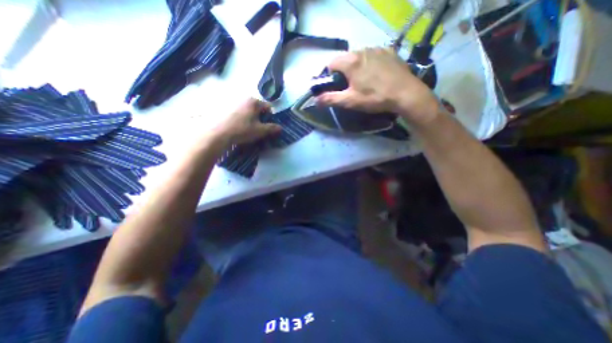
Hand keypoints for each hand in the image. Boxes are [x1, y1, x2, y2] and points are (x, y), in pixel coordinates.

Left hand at [213, 99, 281, 146]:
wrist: (218, 133)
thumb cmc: (242, 130)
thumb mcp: (260, 131)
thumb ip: (272, 128)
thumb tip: (280, 128)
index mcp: (254, 102)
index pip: (268, 107)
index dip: (270, 117)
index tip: (267, 126)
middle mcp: (244, 98)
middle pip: (257, 108)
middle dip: (259, 117)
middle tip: (257, 128)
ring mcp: (233, 102)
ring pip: (247, 110)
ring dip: (250, 118)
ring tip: (246, 128)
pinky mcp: (224, 107)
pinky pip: (238, 112)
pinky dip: (240, 118)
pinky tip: (237, 126)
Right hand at [316, 47, 440, 122]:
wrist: (405, 94)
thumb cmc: (375, 98)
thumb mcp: (350, 101)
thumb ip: (331, 99)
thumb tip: (315, 100)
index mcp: (351, 61)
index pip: (331, 63)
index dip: (329, 75)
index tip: (335, 86)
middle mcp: (363, 50)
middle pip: (345, 59)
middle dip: (343, 72)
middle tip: (349, 86)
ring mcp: (377, 49)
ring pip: (359, 56)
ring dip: (357, 67)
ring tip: (364, 81)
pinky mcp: (389, 51)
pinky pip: (373, 55)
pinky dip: (370, 63)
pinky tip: (376, 75)